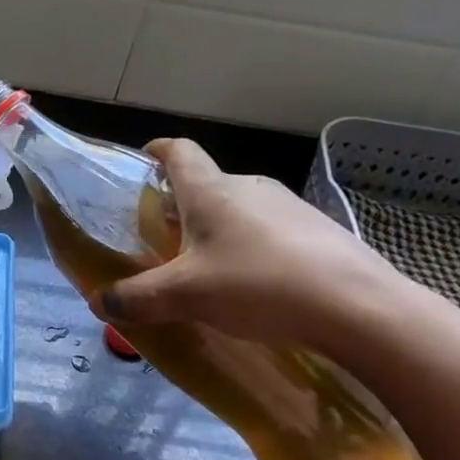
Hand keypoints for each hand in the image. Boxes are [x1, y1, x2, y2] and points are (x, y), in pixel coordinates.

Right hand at [92, 138, 400, 350]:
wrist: (360, 308)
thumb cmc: (257, 285)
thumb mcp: (186, 296)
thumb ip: (138, 298)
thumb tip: (98, 302)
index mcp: (210, 190)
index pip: (178, 151)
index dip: (157, 151)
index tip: (144, 161)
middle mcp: (248, 187)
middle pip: (207, 185)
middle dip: (184, 207)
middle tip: (168, 241)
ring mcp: (290, 207)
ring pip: (242, 210)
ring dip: (222, 231)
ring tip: (213, 271)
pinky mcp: (320, 232)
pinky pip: (273, 232)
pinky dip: (256, 250)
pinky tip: (260, 288)